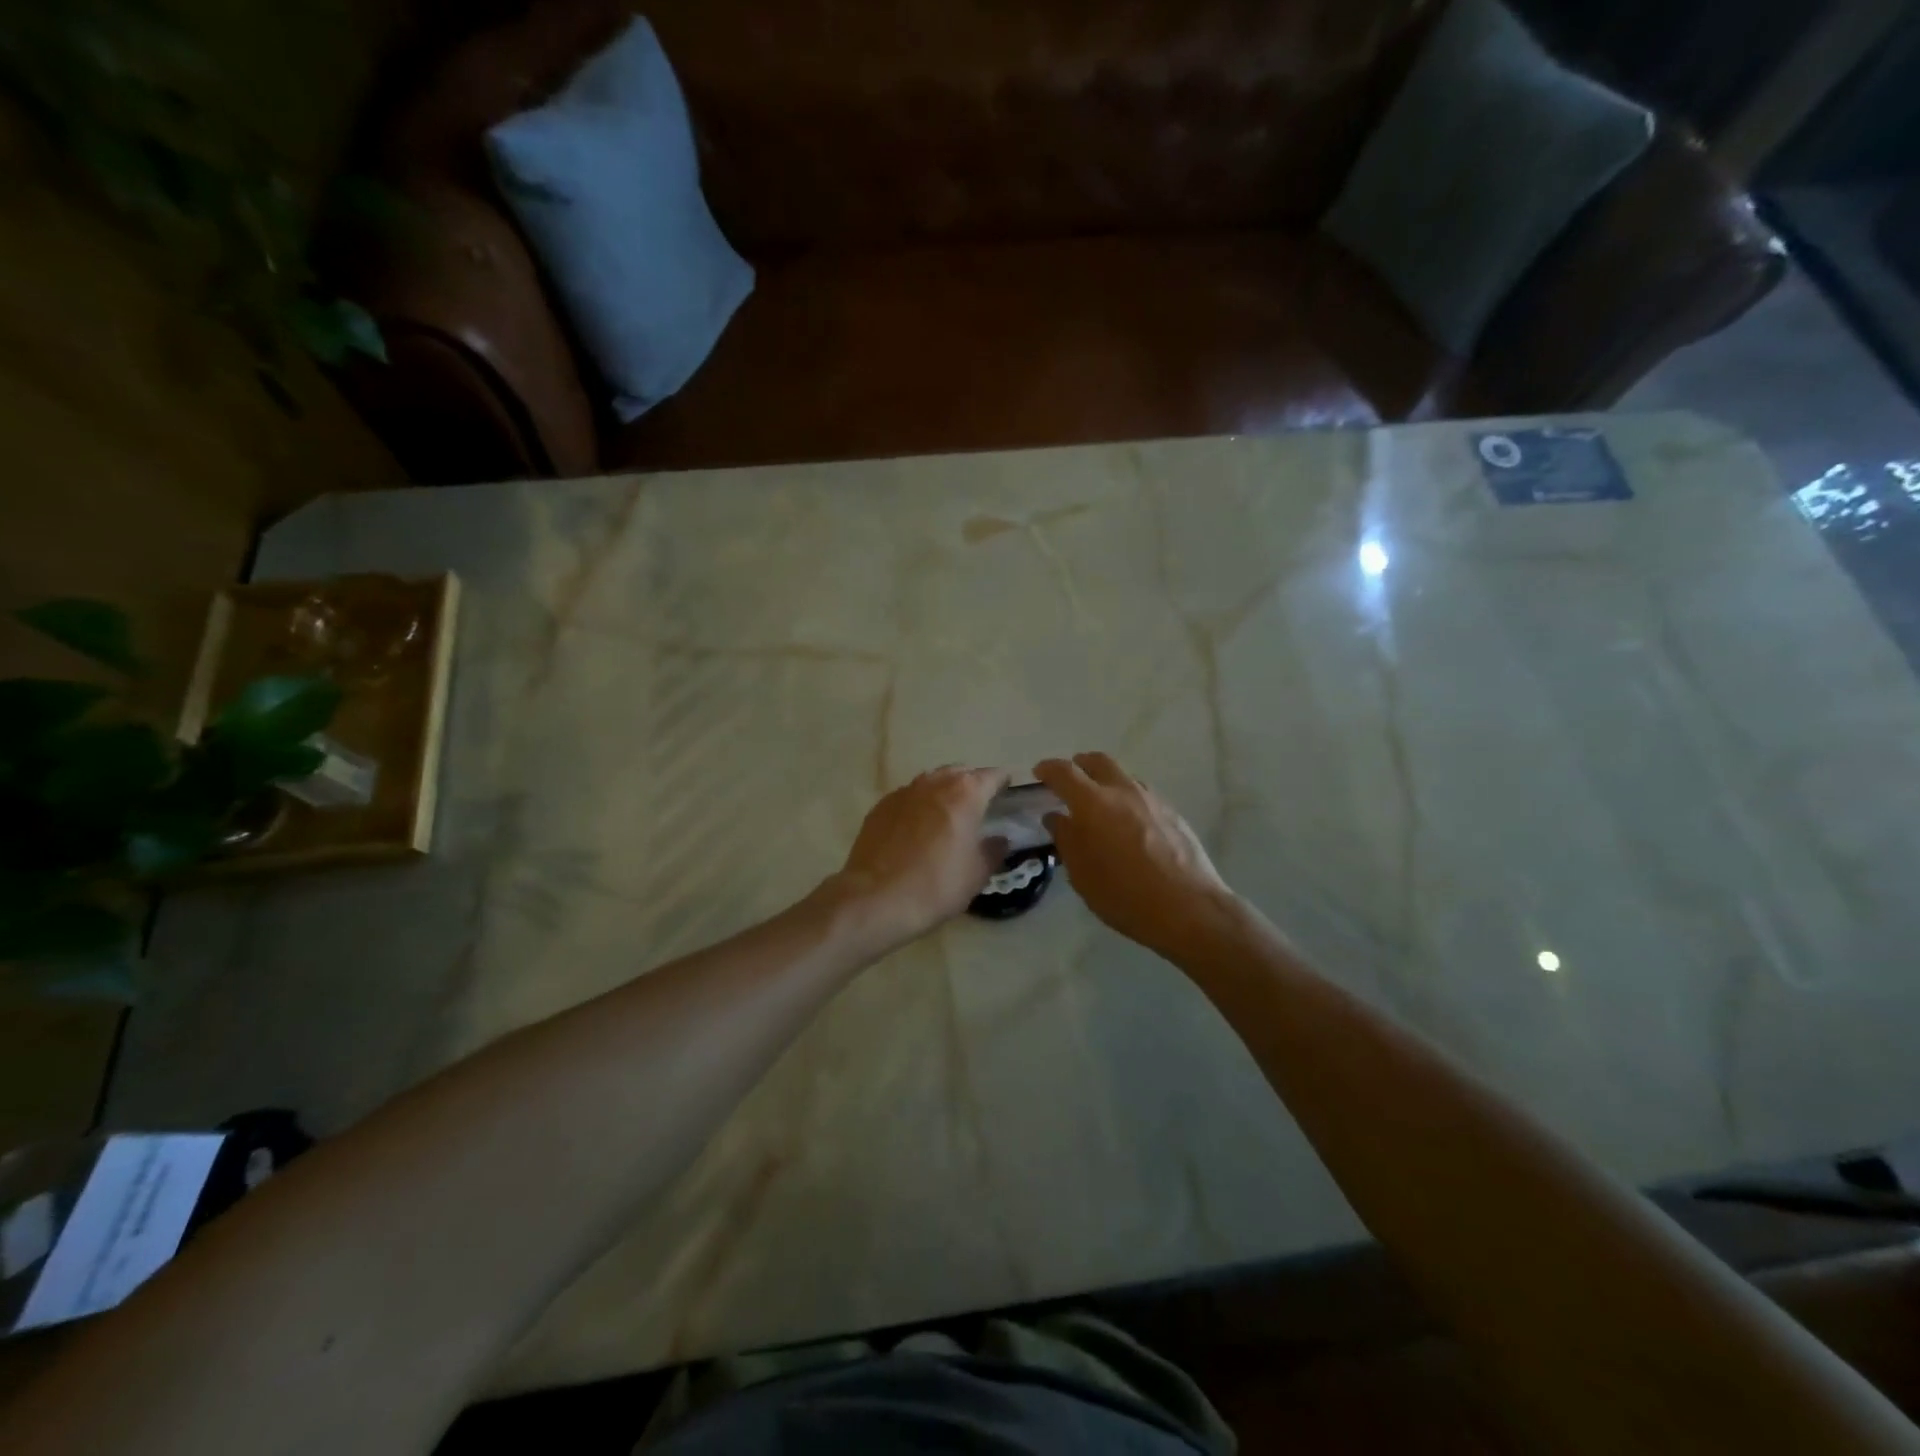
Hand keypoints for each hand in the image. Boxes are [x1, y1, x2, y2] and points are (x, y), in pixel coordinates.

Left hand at [826, 765, 1011, 951]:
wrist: (876, 899)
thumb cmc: (937, 885)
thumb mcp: (977, 874)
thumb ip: (993, 850)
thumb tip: (1000, 839)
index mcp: (966, 794)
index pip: (992, 776)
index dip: (1003, 782)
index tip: (1008, 792)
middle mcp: (935, 783)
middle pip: (960, 773)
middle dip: (972, 783)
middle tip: (979, 805)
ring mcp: (904, 792)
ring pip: (932, 781)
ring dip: (944, 791)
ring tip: (949, 814)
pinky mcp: (881, 806)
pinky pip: (908, 797)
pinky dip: (919, 805)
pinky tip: (918, 828)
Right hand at [1034, 752, 1238, 959]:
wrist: (1189, 908)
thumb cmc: (1125, 895)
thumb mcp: (1082, 875)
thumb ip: (1066, 840)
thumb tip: (1056, 817)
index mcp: (1093, 803)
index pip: (1064, 772)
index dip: (1048, 768)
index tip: (1039, 773)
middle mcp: (1123, 791)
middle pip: (1098, 762)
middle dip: (1080, 765)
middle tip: (1070, 780)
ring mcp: (1152, 799)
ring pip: (1123, 776)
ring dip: (1106, 781)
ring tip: (1099, 804)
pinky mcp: (1172, 812)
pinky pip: (1142, 794)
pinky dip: (1127, 797)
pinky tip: (1127, 822)